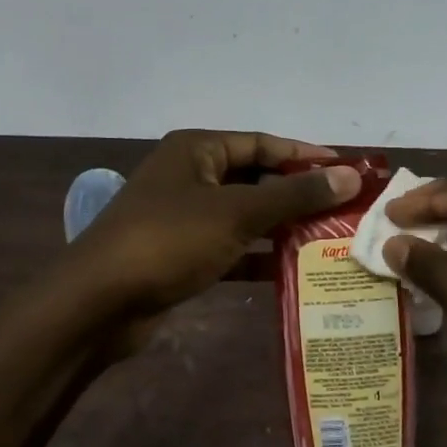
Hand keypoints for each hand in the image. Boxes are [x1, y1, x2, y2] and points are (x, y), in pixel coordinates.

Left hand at [66, 130, 360, 319]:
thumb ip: (294, 194)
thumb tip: (348, 175)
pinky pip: (230, 247)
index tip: (348, 171)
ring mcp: (183, 217)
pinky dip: (258, 256)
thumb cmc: (169, 240)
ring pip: (244, 215)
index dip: (306, 155)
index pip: (263, 144)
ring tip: (330, 241)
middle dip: (297, 195)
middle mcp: (190, 176)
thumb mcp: (236, 212)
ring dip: (282, 228)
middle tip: (345, 211)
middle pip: (255, 179)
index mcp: (197, 150)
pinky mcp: (180, 254)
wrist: (98, 302)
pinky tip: (294, 270)